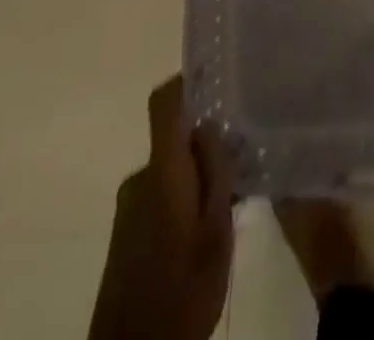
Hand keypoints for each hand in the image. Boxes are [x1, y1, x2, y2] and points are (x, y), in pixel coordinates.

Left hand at [89, 77, 235, 339]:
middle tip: (246, 161)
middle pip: (176, 137)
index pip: (164, 102)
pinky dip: (186, 199)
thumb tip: (212, 125)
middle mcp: (140, 179)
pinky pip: (162, 194)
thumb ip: (216, 173)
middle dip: (209, 144)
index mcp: (162, 172)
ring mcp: (129, 208)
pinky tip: (208, 231)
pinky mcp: (126, 233)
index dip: (189, 82)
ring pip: (173, 169)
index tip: (220, 79)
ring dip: (200, 177)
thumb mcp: (216, 233)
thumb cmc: (182, 294)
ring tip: (234, 202)